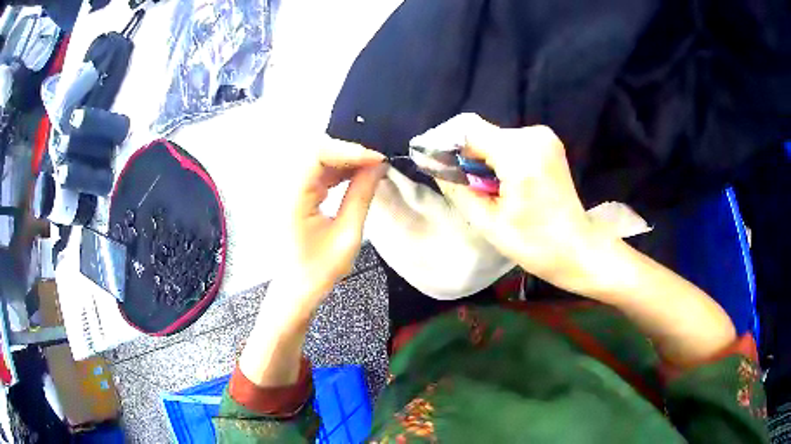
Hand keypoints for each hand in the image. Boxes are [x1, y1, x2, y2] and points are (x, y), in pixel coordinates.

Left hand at [275, 139, 386, 314]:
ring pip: (318, 159)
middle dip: (348, 152)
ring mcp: (288, 190)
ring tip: (372, 168)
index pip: (317, 154)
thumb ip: (362, 196)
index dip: (349, 150)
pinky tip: (356, 176)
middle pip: (316, 151)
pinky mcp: (294, 194)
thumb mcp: (347, 235)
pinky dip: (338, 170)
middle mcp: (285, 187)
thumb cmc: (319, 270)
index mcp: (293, 198)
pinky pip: (317, 171)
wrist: (295, 289)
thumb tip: (378, 167)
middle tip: (377, 162)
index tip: (377, 159)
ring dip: (345, 160)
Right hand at [436, 115, 600, 292]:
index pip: (468, 131)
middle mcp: (533, 135)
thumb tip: (433, 164)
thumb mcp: (488, 222)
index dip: (446, 146)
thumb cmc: (534, 243)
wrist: (576, 248)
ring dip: (482, 158)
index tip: (435, 165)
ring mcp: (544, 137)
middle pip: (482, 133)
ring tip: (486, 189)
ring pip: (495, 137)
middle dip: (465, 156)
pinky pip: (510, 142)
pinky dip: (498, 158)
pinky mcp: (548, 143)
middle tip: (462, 186)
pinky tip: (503, 182)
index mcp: (520, 154)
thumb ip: (457, 189)